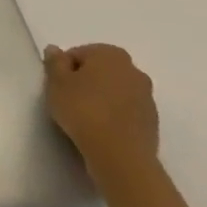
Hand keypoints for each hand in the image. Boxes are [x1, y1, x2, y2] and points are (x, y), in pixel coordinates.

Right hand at [43, 43, 159, 183]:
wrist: (121, 155)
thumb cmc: (83, 110)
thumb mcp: (56, 82)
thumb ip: (54, 62)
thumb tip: (55, 50)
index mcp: (111, 54)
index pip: (78, 54)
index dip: (64, 70)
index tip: (58, 88)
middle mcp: (134, 70)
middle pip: (100, 71)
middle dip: (85, 82)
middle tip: (68, 101)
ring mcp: (147, 97)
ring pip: (114, 92)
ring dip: (101, 99)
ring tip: (85, 119)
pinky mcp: (152, 122)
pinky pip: (125, 112)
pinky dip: (114, 116)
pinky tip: (101, 131)